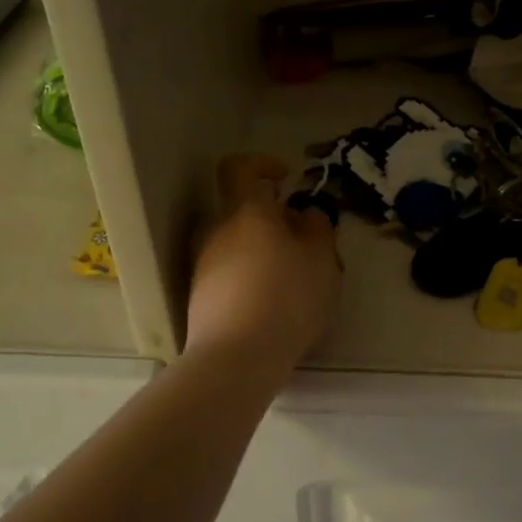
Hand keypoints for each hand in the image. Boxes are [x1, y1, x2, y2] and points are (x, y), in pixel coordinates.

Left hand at [185, 154, 340, 371]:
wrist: (236, 357)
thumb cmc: (287, 297)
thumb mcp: (322, 260)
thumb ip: (318, 228)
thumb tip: (305, 215)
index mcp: (245, 212)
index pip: (239, 168)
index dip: (261, 164)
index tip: (284, 178)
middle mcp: (216, 232)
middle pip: (242, 212)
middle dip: (273, 222)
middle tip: (305, 246)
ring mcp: (203, 266)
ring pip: (236, 246)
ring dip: (262, 253)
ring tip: (294, 283)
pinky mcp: (199, 297)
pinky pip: (229, 275)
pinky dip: (250, 280)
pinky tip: (273, 309)